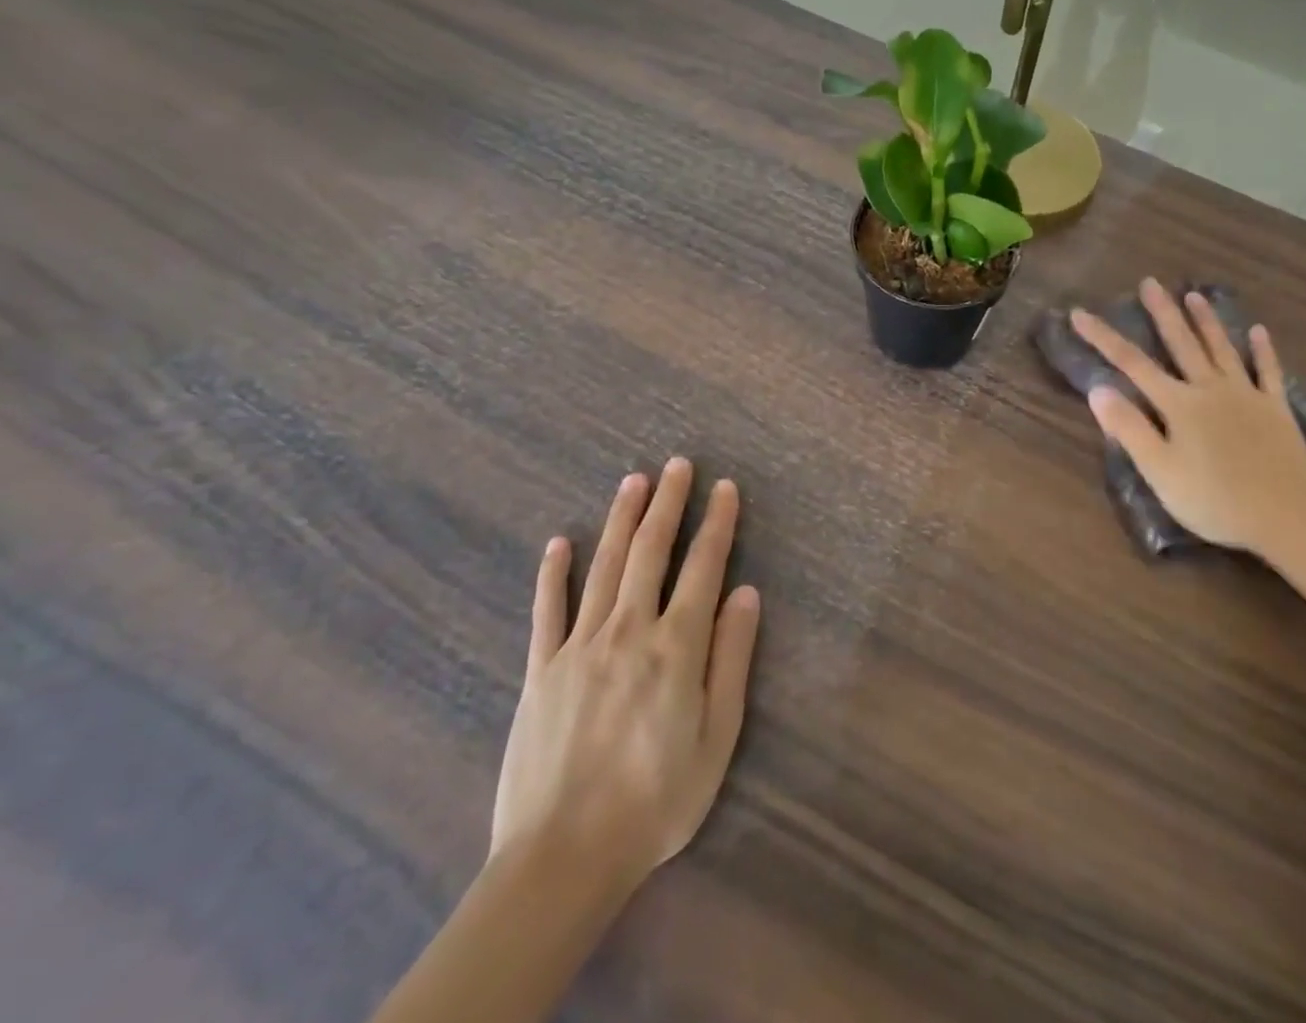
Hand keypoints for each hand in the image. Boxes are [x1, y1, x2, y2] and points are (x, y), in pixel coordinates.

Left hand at [490, 459, 760, 909]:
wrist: (562, 860)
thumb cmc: (656, 800)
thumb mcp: (717, 737)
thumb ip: (731, 658)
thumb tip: (746, 593)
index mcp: (676, 647)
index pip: (704, 567)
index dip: (717, 524)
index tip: (725, 488)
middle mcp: (628, 632)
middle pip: (651, 552)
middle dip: (668, 504)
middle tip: (677, 465)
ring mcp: (578, 647)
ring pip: (604, 567)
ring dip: (621, 520)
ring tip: (634, 482)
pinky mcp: (539, 671)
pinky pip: (546, 611)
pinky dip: (553, 573)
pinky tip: (559, 542)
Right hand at [1071, 279, 1305, 560]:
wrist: (1283, 516)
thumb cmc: (1212, 499)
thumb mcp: (1159, 470)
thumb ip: (1129, 429)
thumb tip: (1098, 389)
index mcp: (1178, 404)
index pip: (1131, 364)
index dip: (1103, 337)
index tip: (1080, 313)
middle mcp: (1210, 389)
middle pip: (1181, 343)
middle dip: (1162, 312)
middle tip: (1150, 282)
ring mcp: (1246, 395)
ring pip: (1222, 349)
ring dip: (1207, 321)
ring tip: (1194, 294)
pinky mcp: (1275, 409)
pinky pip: (1268, 372)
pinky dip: (1263, 351)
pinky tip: (1258, 331)